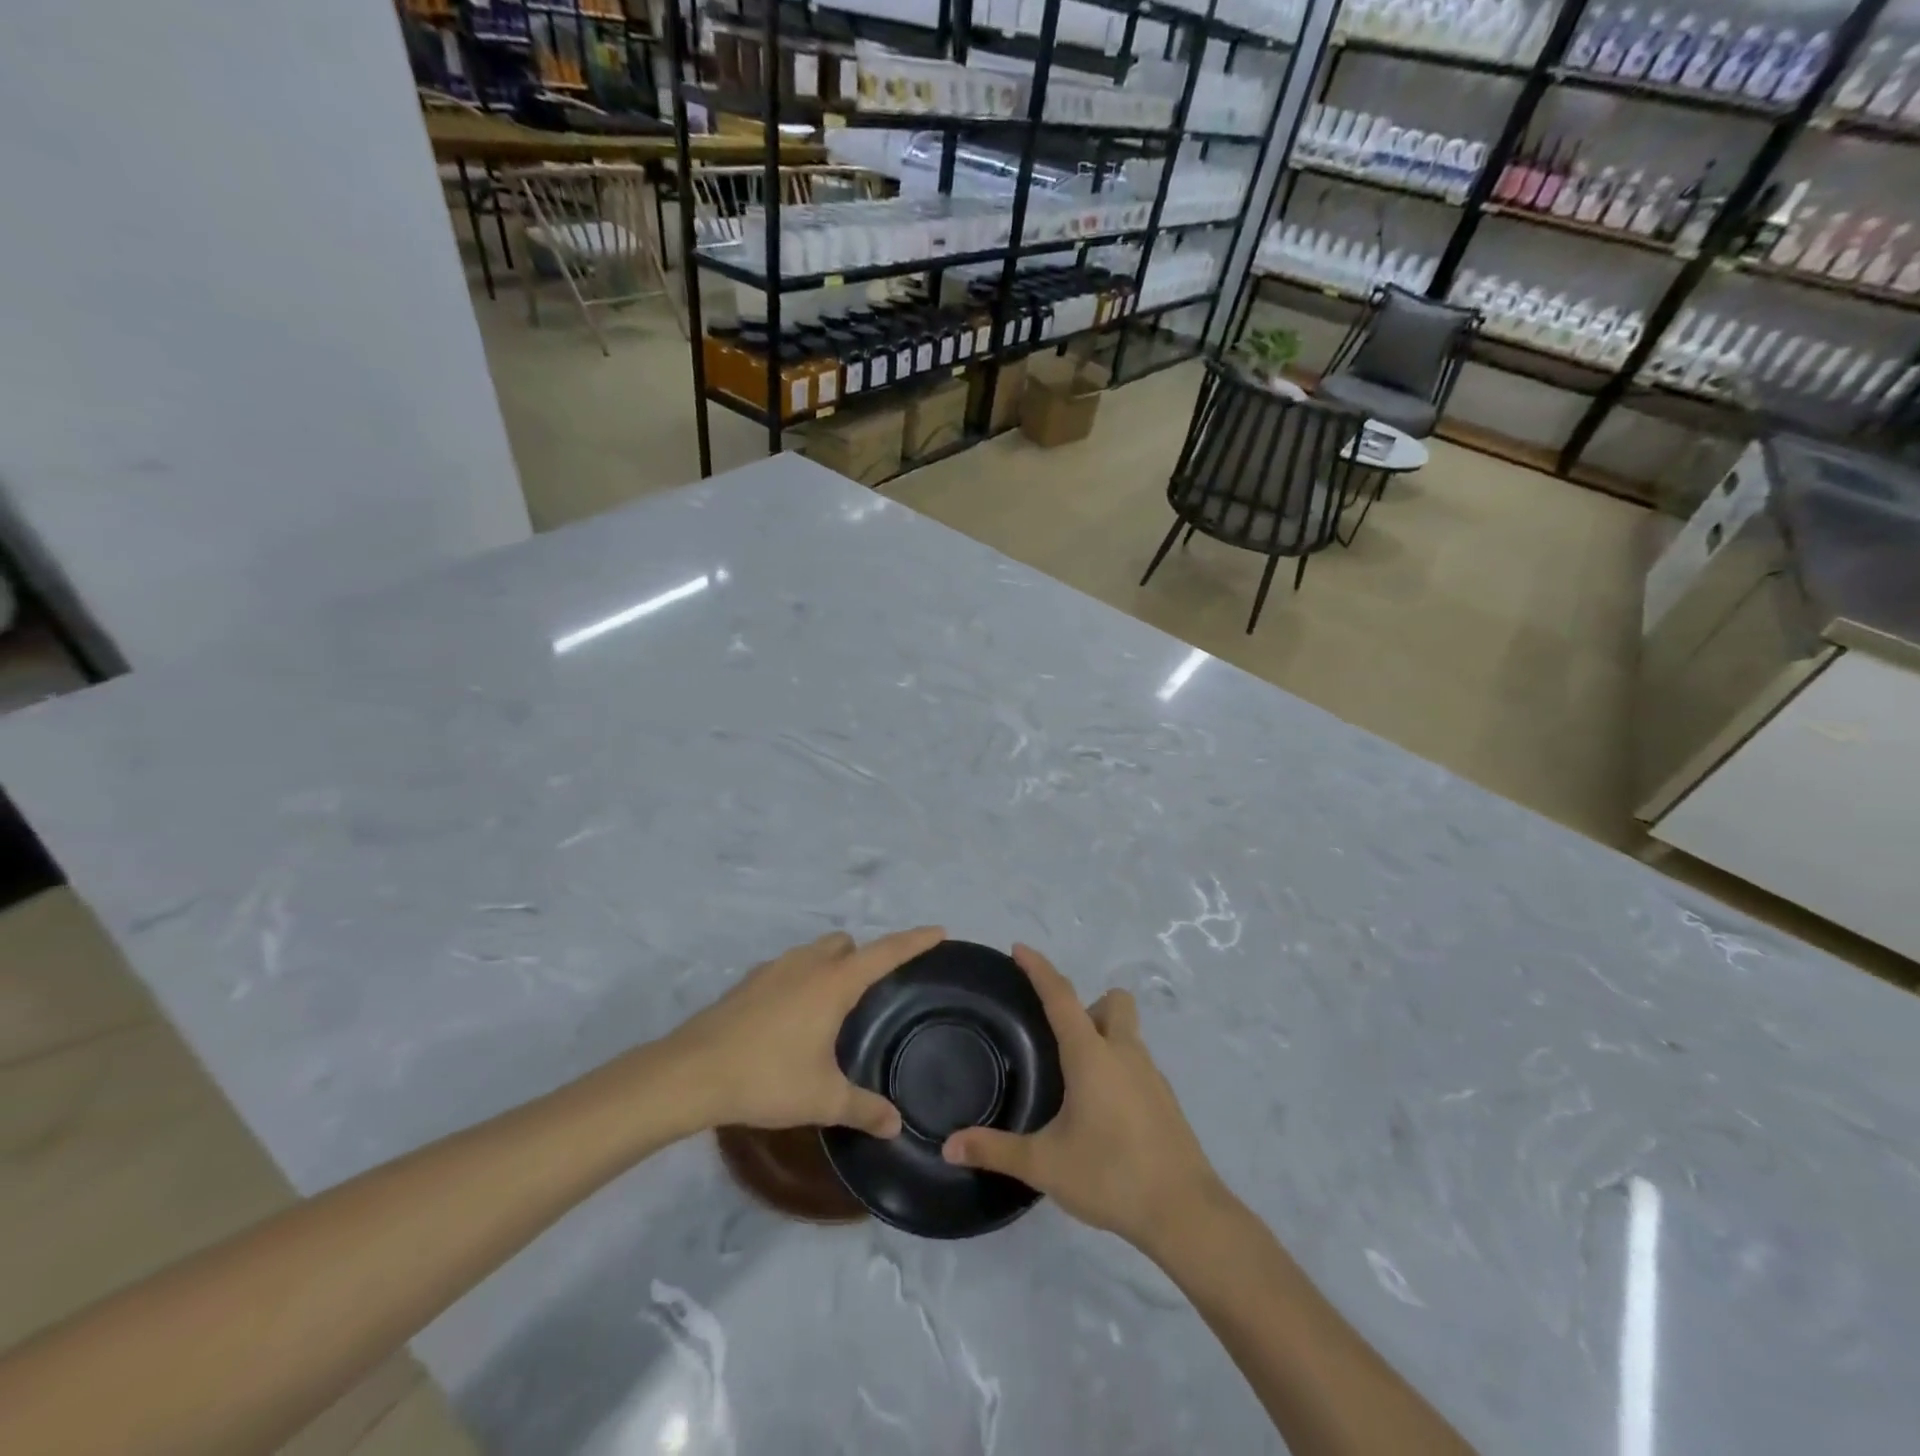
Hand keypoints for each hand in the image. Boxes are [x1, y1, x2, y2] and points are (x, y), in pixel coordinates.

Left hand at [668, 927, 943, 1136]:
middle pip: (846, 944)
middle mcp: (807, 964)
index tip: (939, 931)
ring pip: (814, 952)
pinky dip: (801, 980)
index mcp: (834, 982)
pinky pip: (788, 968)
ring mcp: (774, 968)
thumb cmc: (767, 1077)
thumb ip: (864, 1108)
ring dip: (831, 966)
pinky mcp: (748, 982)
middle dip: (864, 957)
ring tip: (833, 1008)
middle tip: (873, 993)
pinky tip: (792, 1019)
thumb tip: (896, 1125)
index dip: (915, 941)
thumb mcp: (823, 1098)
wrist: (691, 1073)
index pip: (886, 952)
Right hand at [942, 945, 1222, 1253]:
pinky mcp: (1165, 1100)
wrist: (1185, 1213)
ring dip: (1103, 1036)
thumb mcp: (1045, 1165)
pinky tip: (1102, 1111)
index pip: (1061, 996)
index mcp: (1091, 1055)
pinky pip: (1137, 1063)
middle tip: (1059, 1040)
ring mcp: (1151, 1075)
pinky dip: (1117, 1068)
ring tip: (1075, 1079)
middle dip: (1086, 1005)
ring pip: (1127, 1032)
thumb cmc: (1111, 1175)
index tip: (1019, 949)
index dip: (1039, 969)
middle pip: (1111, 1002)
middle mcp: (1124, 1053)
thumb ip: (996, 1150)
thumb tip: (949, 1146)